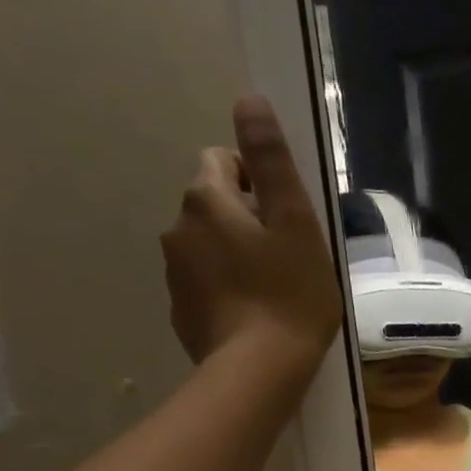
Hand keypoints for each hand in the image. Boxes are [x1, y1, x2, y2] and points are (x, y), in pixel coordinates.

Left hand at [161, 95, 343, 365]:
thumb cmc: (290, 295)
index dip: (258, 181)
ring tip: (273, 291)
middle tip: (287, 257)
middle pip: (213, 206)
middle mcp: (178, 228)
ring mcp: (175, 273)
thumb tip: (248, 99)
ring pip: (207, 247)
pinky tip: (254, 316)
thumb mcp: (296, 223)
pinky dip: (225, 290)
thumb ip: (272, 161)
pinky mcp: (181, 312)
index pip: (222, 162)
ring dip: (234, 256)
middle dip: (245, 220)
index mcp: (207, 200)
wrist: (259, 370)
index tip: (286, 217)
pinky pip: (204, 285)